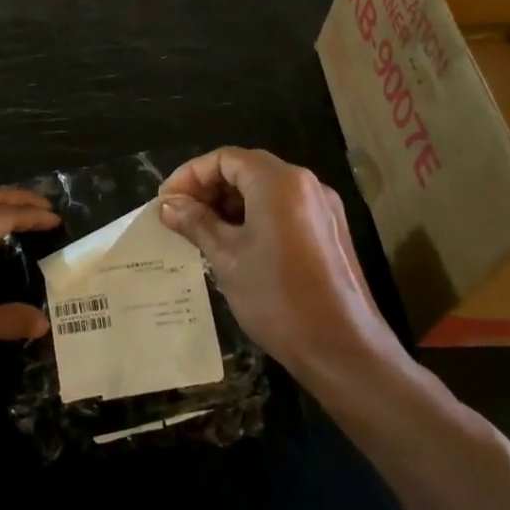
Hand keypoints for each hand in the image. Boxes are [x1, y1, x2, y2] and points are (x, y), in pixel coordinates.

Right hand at [158, 148, 399, 375]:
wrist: (343, 350)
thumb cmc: (277, 297)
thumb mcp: (227, 257)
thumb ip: (195, 223)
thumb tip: (168, 205)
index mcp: (279, 182)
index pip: (224, 159)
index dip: (190, 175)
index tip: (166, 202)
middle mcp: (305, 183)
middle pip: (246, 169)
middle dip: (209, 188)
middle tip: (179, 216)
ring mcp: (323, 207)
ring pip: (265, 190)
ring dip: (230, 204)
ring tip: (201, 232)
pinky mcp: (330, 231)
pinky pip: (284, 209)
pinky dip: (254, 216)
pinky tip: (235, 245)